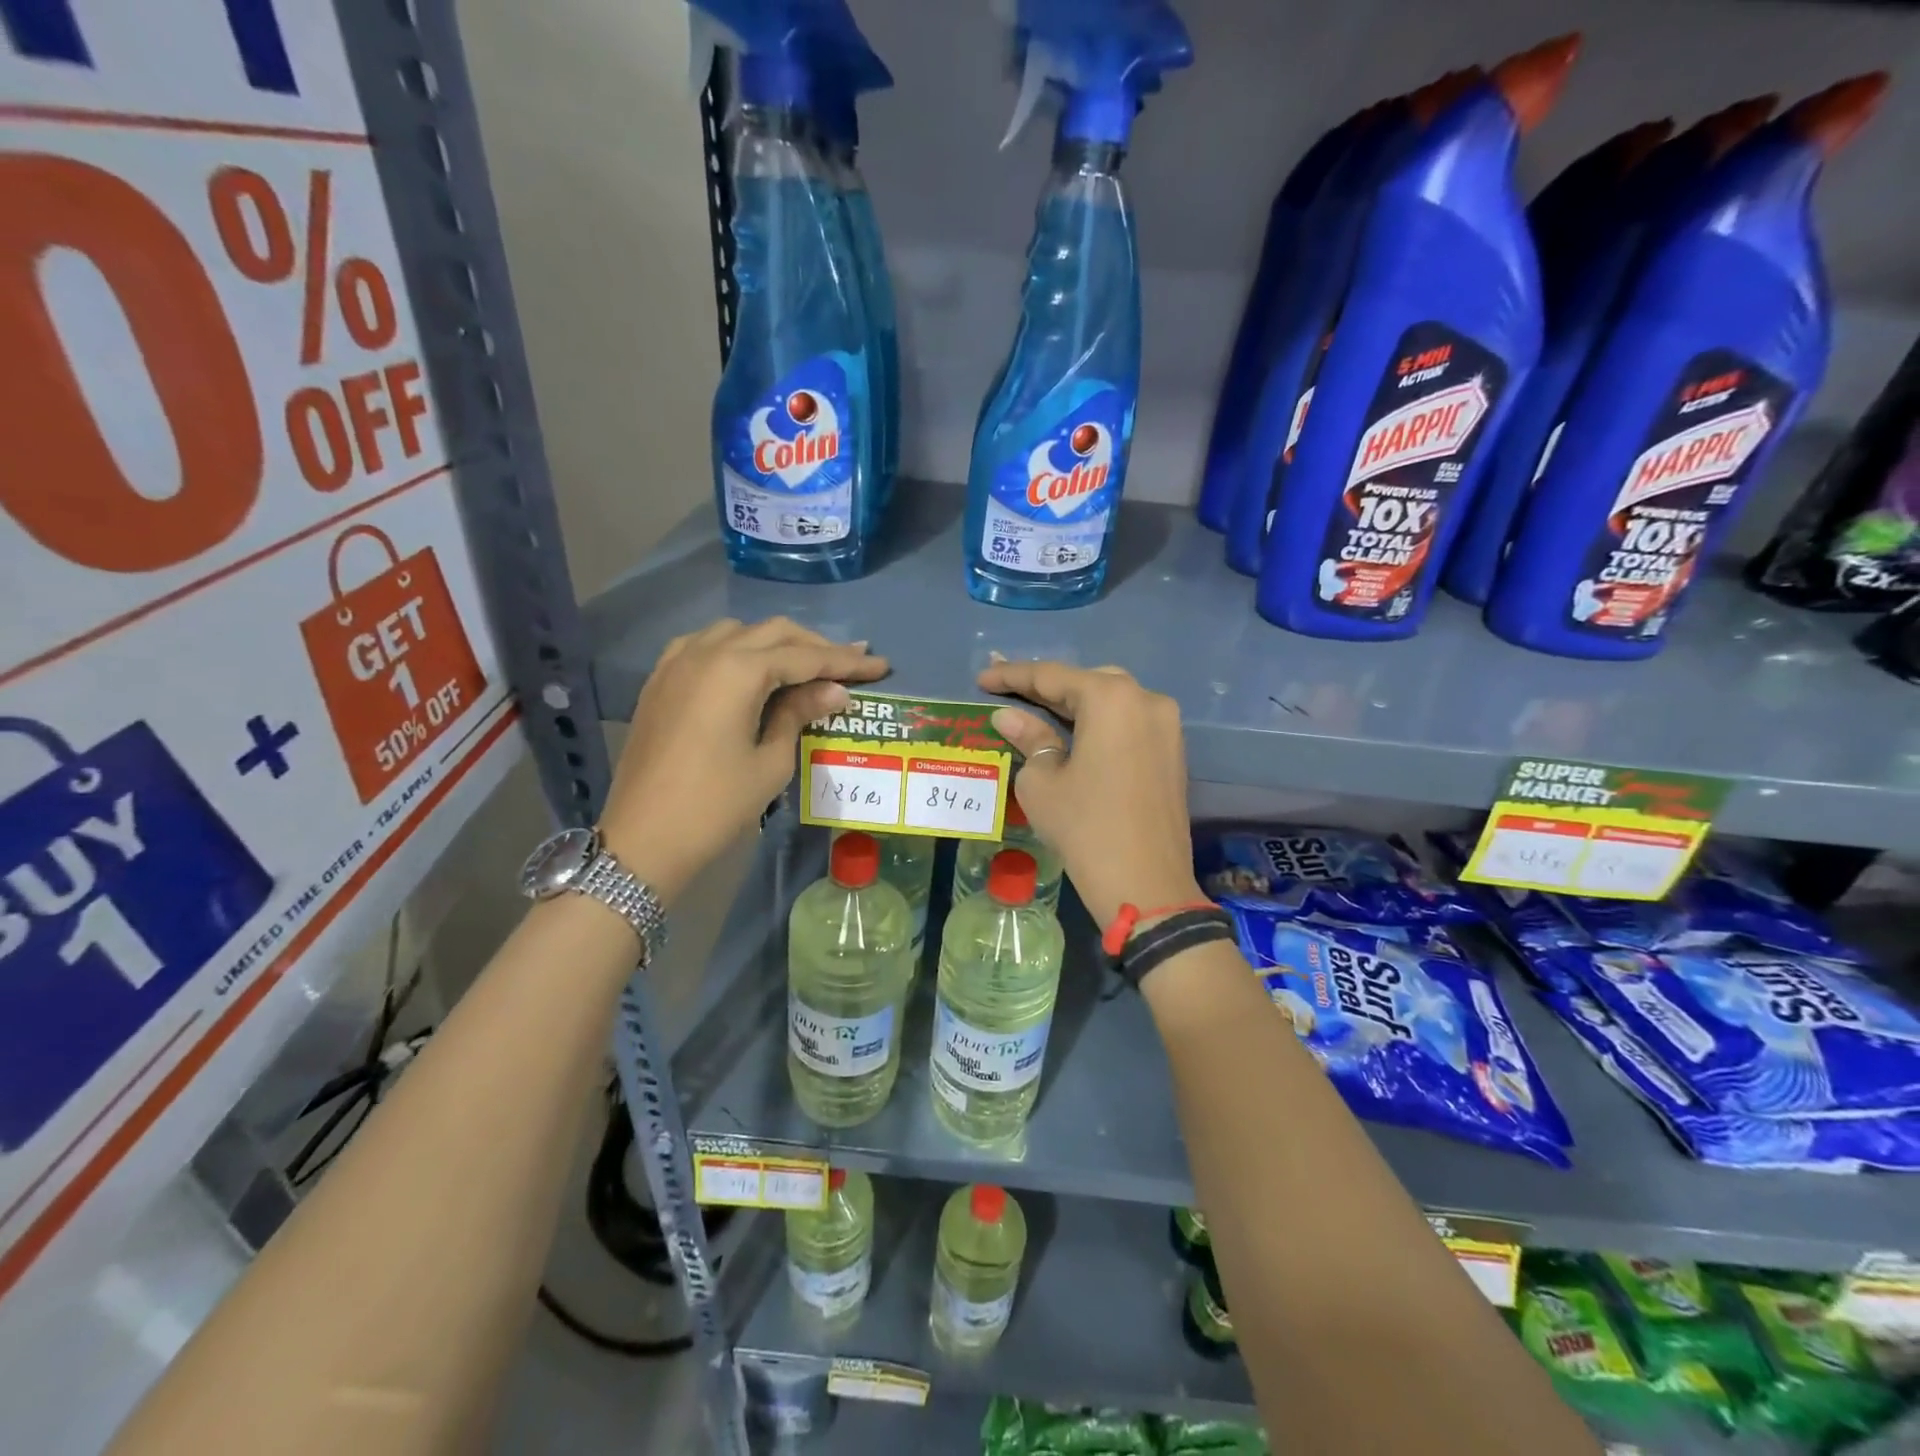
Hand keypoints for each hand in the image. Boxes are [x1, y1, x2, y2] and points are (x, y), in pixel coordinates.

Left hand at [602, 618, 887, 900]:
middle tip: (852, 662)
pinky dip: (737, 649)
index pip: (805, 657)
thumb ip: (800, 715)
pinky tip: (751, 670)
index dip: (846, 661)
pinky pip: (704, 645)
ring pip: (737, 632)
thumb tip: (835, 692)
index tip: (880, 665)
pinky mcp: (660, 681)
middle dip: (815, 646)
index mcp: (738, 671)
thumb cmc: (716, 805)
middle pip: (773, 633)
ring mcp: (677, 663)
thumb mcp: (771, 762)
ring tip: (805, 666)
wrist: (642, 839)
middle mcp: (707, 652)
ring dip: (776, 643)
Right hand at [977, 659, 1202, 928]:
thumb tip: (1008, 717)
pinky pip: (1129, 723)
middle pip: (1086, 682)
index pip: (1052, 676)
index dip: (1012, 676)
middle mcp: (1146, 699)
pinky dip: (1099, 723)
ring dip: (1075, 704)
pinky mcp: (1173, 751)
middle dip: (1047, 687)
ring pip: (1112, 700)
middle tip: (1008, 694)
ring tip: (1036, 712)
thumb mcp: (1042, 782)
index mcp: (1111, 698)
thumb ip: (1028, 738)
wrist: (1146, 884)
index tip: (981, 678)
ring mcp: (1166, 725)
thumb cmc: (1085, 827)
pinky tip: (1073, 735)